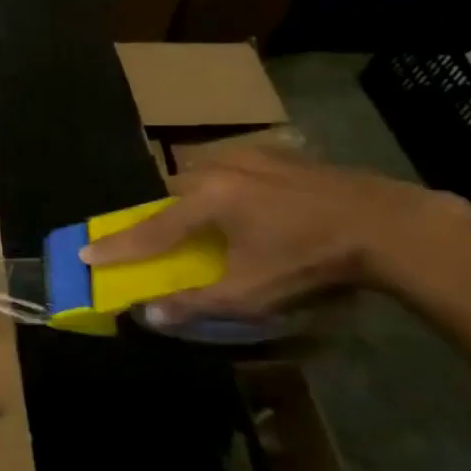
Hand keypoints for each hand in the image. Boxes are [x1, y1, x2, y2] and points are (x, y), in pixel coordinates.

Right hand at [80, 147, 465, 324]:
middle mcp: (219, 169)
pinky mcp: (281, 155)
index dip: (115, 246)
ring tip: (209, 223)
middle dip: (161, 215)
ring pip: (204, 175)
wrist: (386, 224)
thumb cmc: (309, 260)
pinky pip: (235, 169)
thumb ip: (194, 303)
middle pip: (173, 191)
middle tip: (163, 240)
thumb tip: (148, 315)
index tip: (84, 252)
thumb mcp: (250, 294)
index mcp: (206, 200)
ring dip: (195, 198)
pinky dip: (227, 187)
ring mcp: (252, 156)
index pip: (148, 229)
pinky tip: (251, 205)